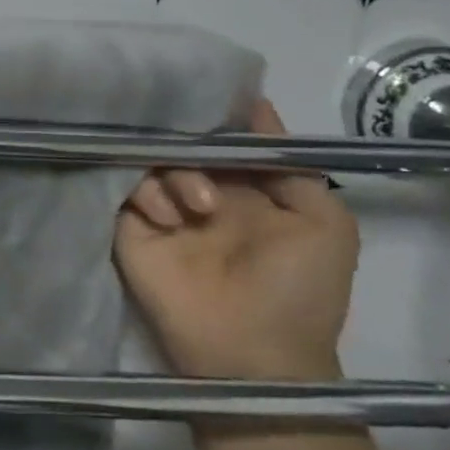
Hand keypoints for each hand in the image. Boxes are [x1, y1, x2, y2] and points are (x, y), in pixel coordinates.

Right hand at [114, 99, 357, 380]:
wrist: (252, 353)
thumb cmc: (299, 291)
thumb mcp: (325, 224)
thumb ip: (291, 166)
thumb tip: (255, 104)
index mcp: (243, 186)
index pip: (219, 134)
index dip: (215, 116)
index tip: (209, 96)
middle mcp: (199, 189)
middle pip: (180, 141)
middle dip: (192, 145)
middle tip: (210, 172)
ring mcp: (161, 208)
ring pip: (150, 160)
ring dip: (175, 175)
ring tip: (198, 210)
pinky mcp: (130, 227)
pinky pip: (123, 188)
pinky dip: (145, 193)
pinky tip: (168, 219)